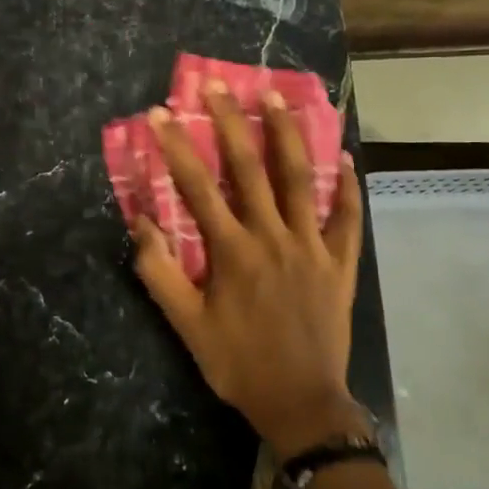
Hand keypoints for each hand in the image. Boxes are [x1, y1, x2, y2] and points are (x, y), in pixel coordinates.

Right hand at [130, 83, 367, 458]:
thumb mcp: (186, 325)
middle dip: (230, 122)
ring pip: (299, 180)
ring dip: (286, 135)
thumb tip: (141, 223)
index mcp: (232, 251)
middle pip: (250, 168)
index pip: (198, 187)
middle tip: (218, 85)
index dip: (176, 147)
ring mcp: (312, 246)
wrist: (301, 403)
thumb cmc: (238, 363)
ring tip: (276, 98)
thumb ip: (160, 272)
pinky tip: (343, 157)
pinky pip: (347, 218)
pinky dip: (346, 187)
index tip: (160, 113)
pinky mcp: (340, 263)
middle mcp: (272, 237)